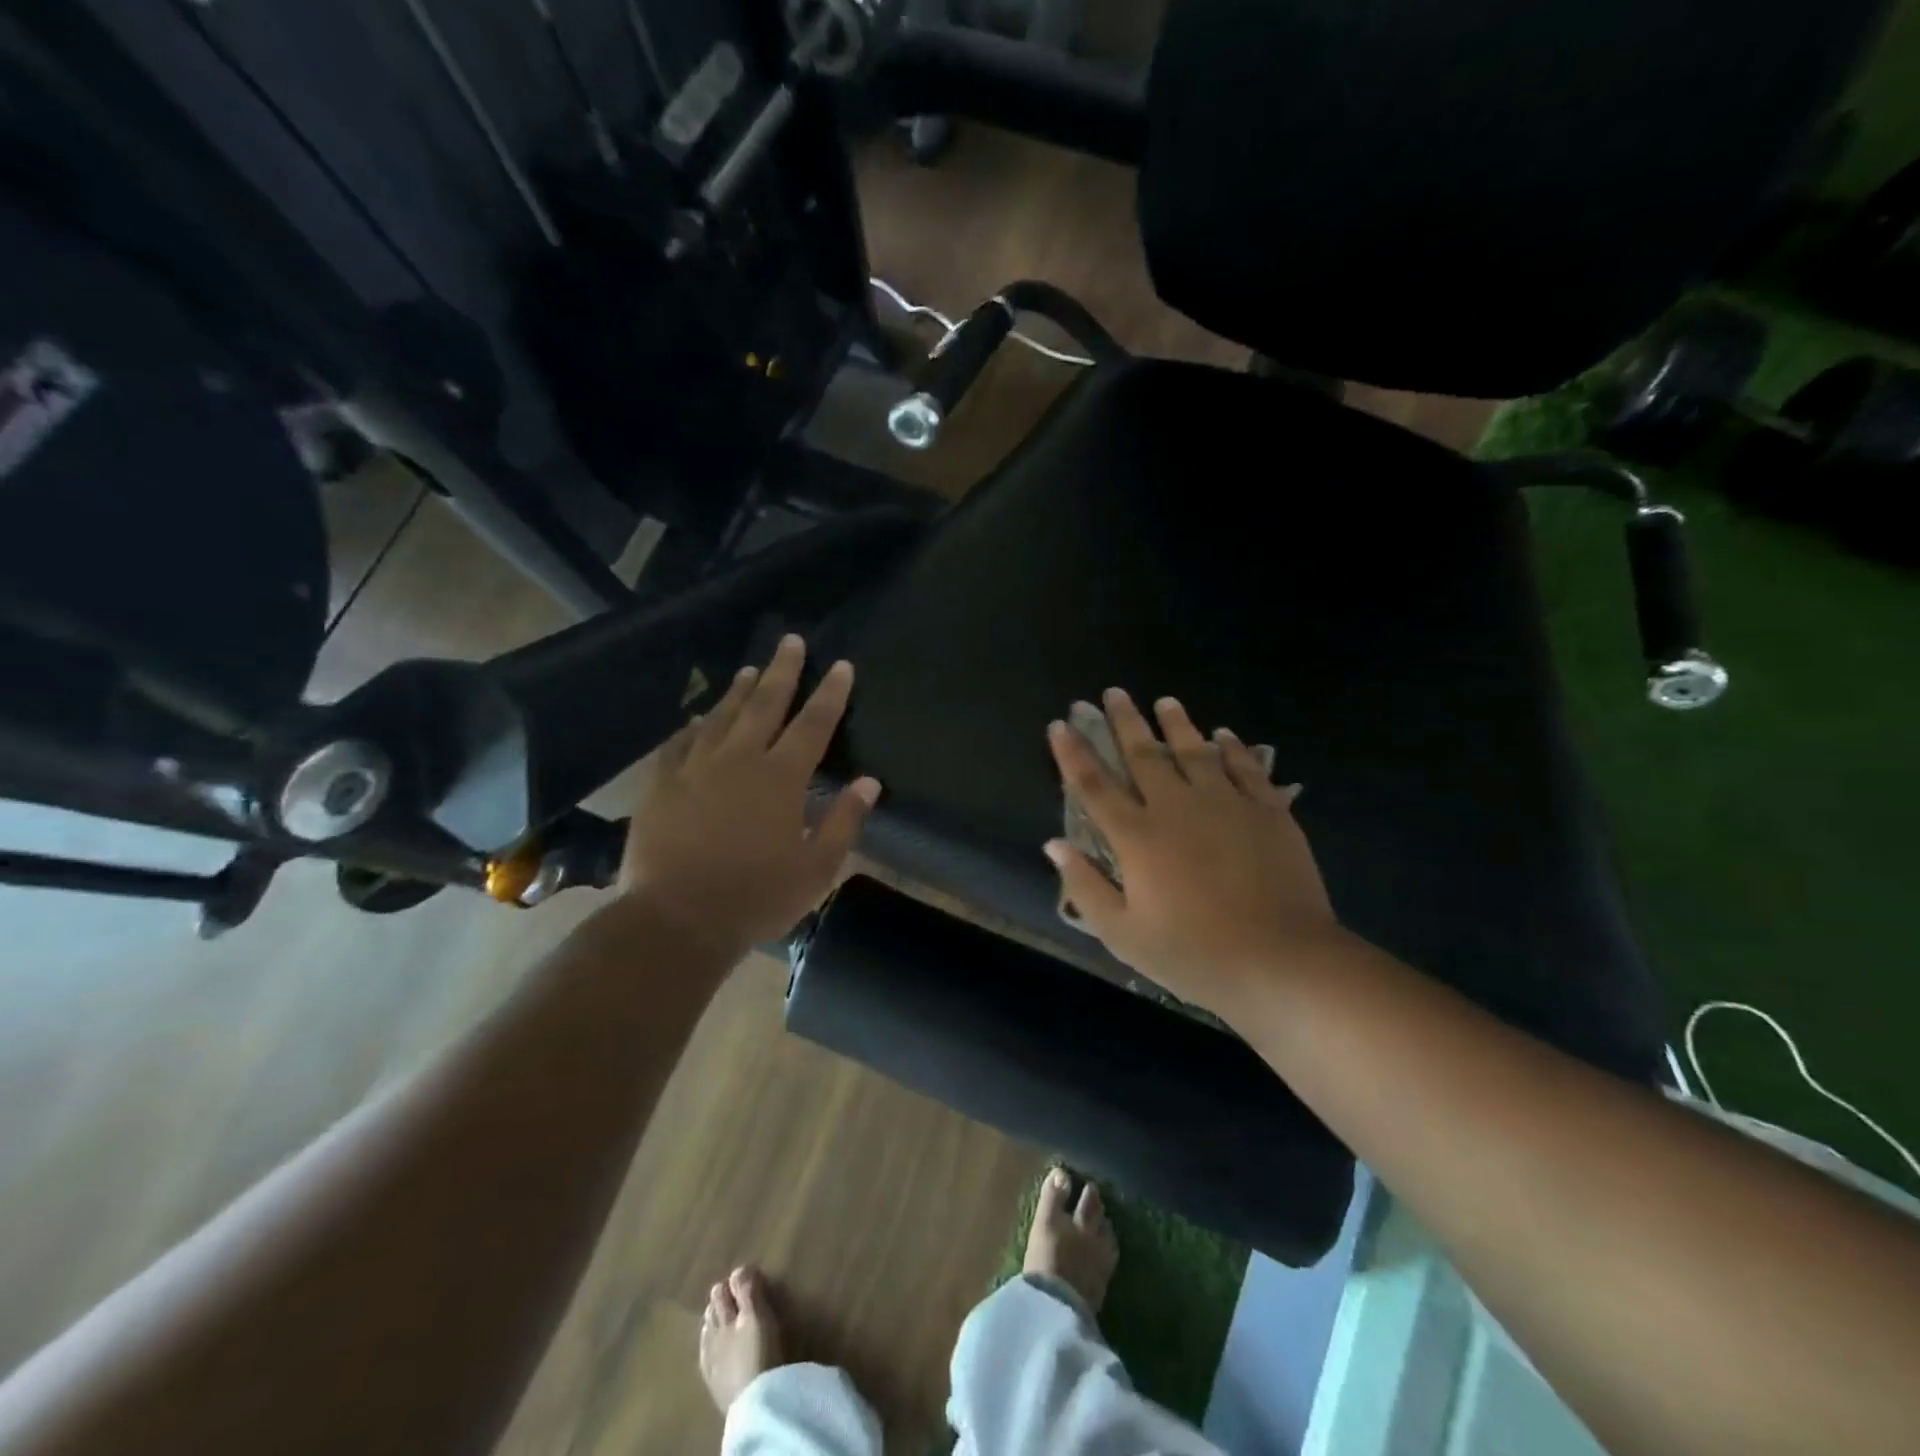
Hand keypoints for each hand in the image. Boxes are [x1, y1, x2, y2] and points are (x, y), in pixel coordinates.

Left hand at [617, 634, 879, 964]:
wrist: (676, 920)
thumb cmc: (756, 898)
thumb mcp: (816, 869)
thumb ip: (844, 821)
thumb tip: (869, 782)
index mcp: (781, 778)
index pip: (813, 724)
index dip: (830, 693)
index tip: (841, 666)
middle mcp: (740, 760)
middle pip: (765, 705)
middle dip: (782, 671)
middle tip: (791, 641)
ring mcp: (696, 769)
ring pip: (721, 717)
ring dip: (738, 691)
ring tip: (749, 669)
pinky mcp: (662, 785)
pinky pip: (679, 744)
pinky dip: (692, 727)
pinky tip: (697, 719)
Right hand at [1044, 688, 1340, 1019]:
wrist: (1282, 960)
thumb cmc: (1194, 954)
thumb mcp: (1123, 935)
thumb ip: (1085, 886)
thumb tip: (1054, 844)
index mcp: (1137, 837)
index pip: (1094, 785)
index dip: (1073, 753)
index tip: (1060, 724)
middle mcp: (1177, 807)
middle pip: (1143, 755)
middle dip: (1124, 722)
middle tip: (1113, 693)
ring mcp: (1226, 804)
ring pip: (1195, 750)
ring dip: (1177, 724)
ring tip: (1166, 701)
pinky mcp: (1268, 811)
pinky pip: (1246, 767)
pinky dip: (1233, 748)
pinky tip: (1225, 735)